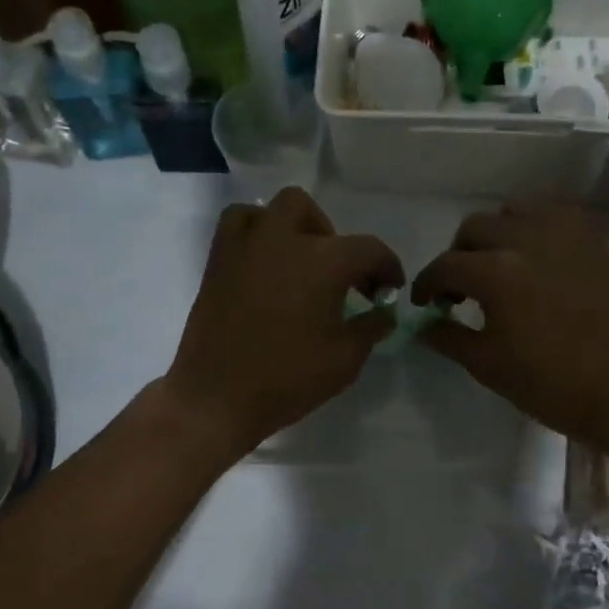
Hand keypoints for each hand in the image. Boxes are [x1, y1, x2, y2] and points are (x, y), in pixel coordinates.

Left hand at [164, 188, 403, 458]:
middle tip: (341, 277)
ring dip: (293, 227)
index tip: (390, 288)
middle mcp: (283, 239)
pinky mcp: (218, 262)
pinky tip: (265, 264)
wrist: (217, 398)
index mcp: (322, 261)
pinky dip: (257, 233)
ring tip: (301, 262)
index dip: (387, 267)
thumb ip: (371, 327)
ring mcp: (245, 246)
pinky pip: (238, 225)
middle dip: (335, 239)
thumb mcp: (345, 359)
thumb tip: (384, 312)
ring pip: (272, 210)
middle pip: (314, 213)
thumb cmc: (288, 379)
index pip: (368, 249)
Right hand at [411, 203, 608, 449]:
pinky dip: (533, 228)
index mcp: (497, 273)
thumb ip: (447, 336)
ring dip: (496, 235)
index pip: (445, 266)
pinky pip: (552, 215)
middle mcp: (527, 241)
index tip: (425, 304)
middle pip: (474, 228)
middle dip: (458, 256)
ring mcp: (563, 236)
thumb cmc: (548, 384)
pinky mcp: (590, 242)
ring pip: (513, 212)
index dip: (426, 285)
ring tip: (499, 266)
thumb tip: (423, 323)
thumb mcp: (486, 365)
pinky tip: (534, 257)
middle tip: (461, 289)